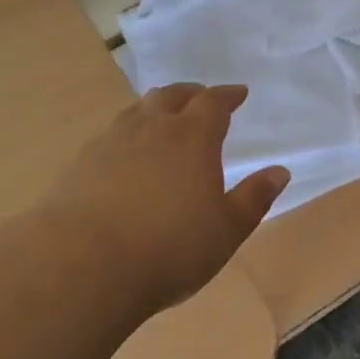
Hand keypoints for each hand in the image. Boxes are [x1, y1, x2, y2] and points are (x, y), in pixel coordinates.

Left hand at [35, 83, 288, 314]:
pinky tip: (124, 155)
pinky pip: (110, 135)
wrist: (82, 265)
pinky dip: (126, 135)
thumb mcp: (226, 230)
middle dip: (190, 94)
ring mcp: (111, 142)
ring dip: (155, 109)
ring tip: (162, 120)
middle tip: (200, 99)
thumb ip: (254, 198)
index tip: (238, 93)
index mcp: (192, 136)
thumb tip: (279, 171)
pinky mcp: (80, 164)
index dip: (228, 95)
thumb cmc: (169, 247)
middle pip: (172, 96)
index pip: (214, 102)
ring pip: (137, 111)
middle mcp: (152, 127)